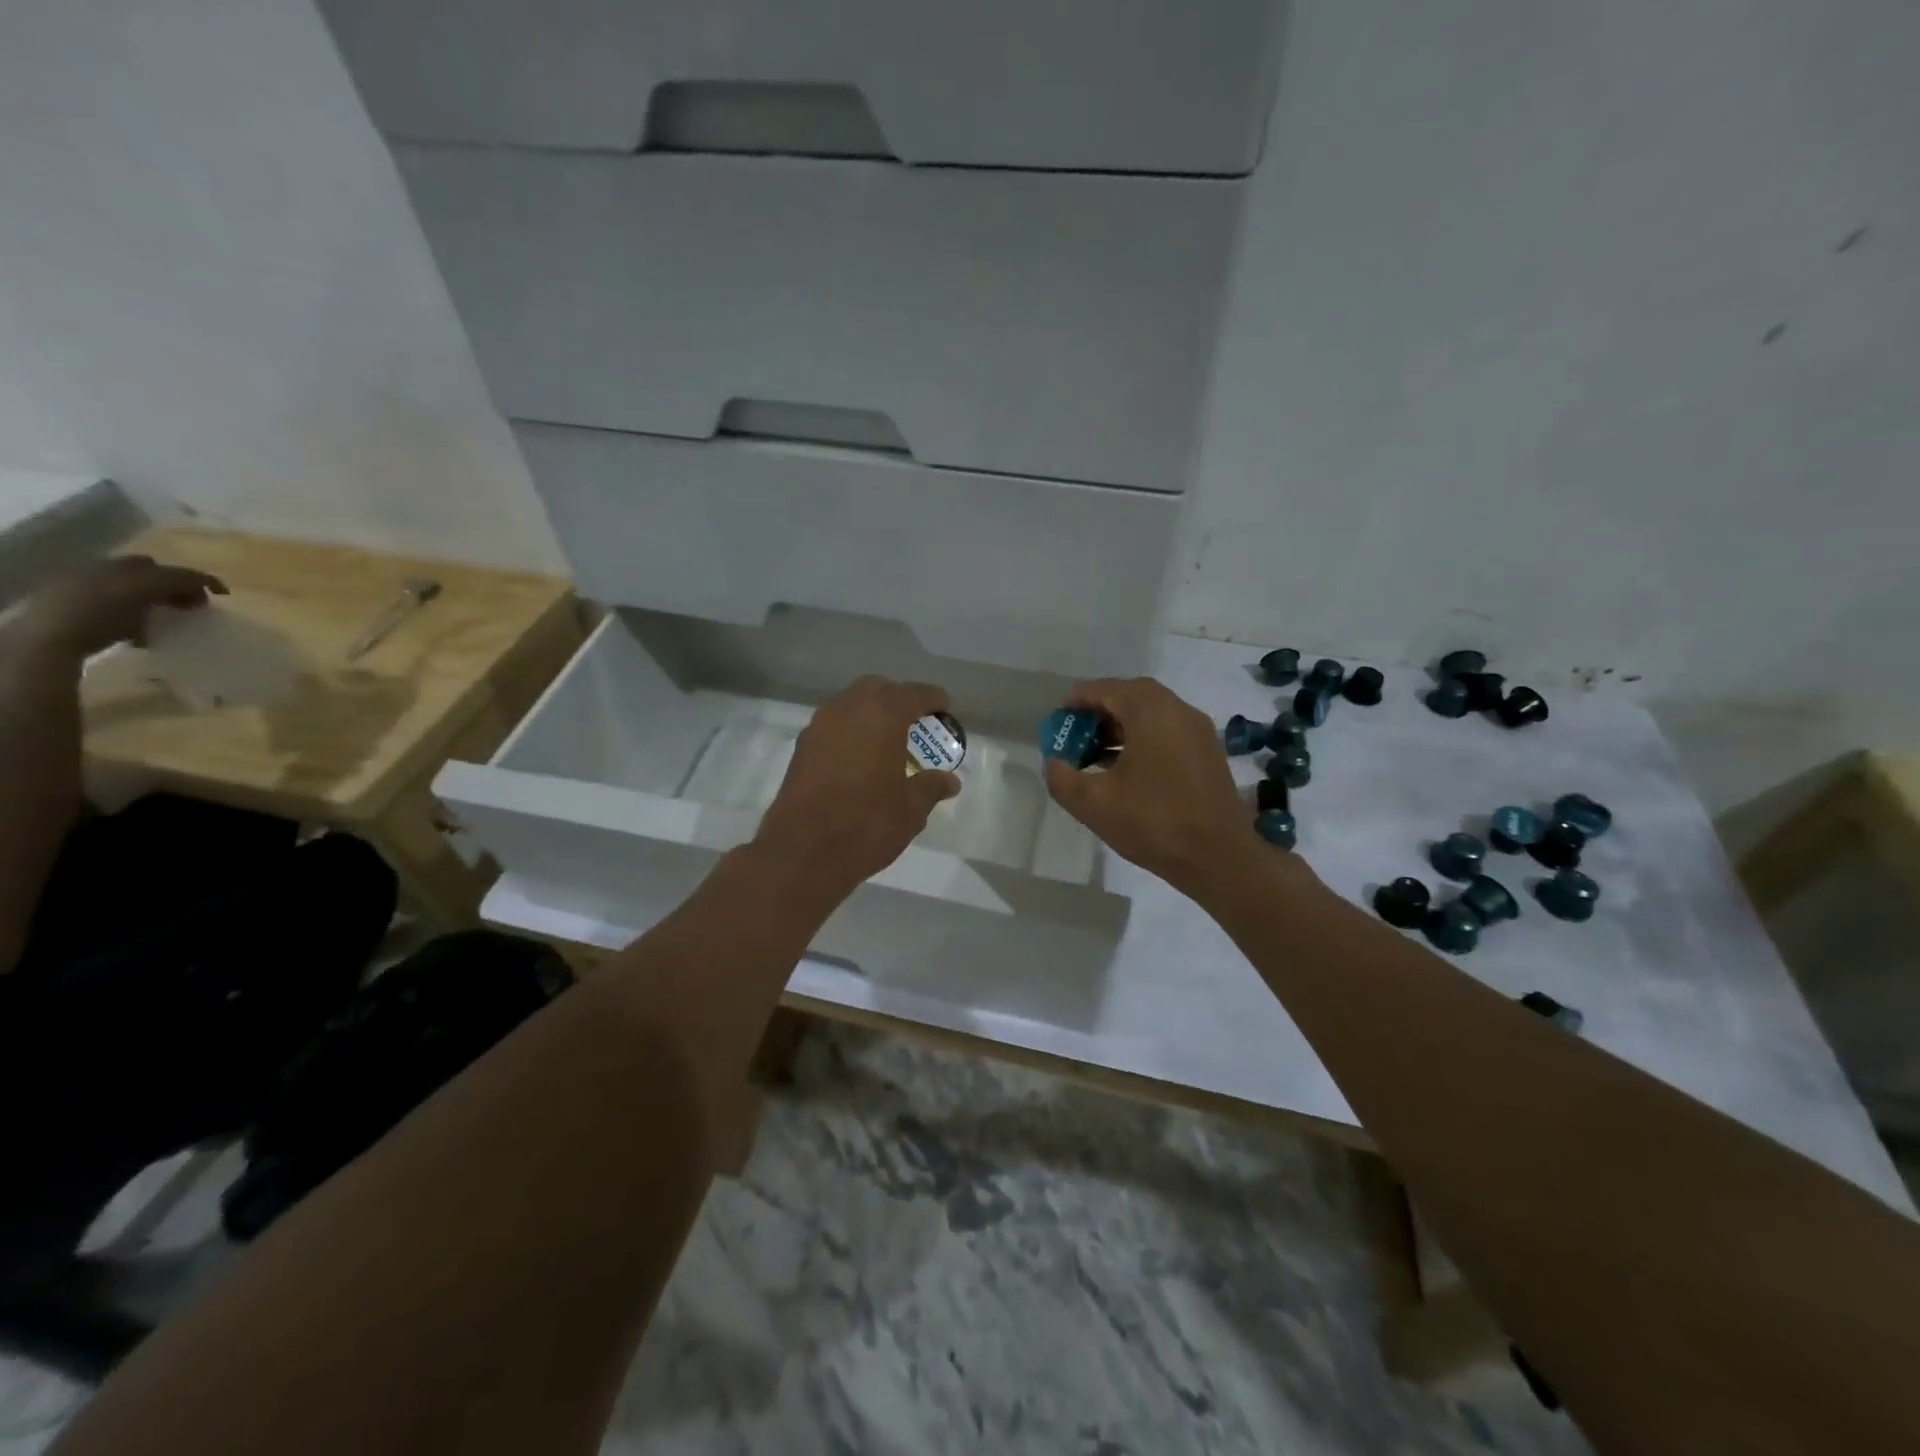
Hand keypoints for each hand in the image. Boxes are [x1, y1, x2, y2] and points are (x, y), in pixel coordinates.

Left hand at [21, 556, 226, 658]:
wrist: (52, 637)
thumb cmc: (102, 611)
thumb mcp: (145, 587)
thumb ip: (178, 579)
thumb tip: (207, 580)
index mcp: (122, 566)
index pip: (171, 568)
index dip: (200, 579)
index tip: (223, 596)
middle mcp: (107, 574)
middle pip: (154, 578)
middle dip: (177, 590)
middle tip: (193, 608)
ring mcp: (93, 595)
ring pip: (139, 594)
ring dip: (159, 605)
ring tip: (169, 622)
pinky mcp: (85, 616)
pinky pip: (123, 613)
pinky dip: (139, 619)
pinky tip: (143, 635)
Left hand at [753, 676, 961, 902]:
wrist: (803, 852)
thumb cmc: (866, 824)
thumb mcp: (910, 809)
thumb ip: (931, 787)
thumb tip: (950, 781)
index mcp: (881, 716)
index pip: (913, 694)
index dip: (932, 698)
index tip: (945, 706)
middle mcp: (847, 710)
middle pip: (876, 689)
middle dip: (897, 698)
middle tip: (915, 720)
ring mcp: (819, 727)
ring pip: (850, 704)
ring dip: (870, 713)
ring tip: (888, 740)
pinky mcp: (801, 749)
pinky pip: (833, 726)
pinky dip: (850, 731)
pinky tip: (861, 757)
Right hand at [1043, 678, 1252, 894]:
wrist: (1219, 858)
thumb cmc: (1152, 822)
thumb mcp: (1092, 803)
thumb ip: (1062, 777)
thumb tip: (1056, 763)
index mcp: (1150, 710)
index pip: (1105, 689)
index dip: (1076, 702)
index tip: (1058, 722)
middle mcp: (1178, 710)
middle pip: (1130, 697)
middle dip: (1098, 713)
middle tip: (1075, 736)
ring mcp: (1198, 731)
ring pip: (1151, 715)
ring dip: (1120, 728)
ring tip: (1094, 756)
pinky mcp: (1208, 754)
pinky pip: (1167, 733)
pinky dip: (1142, 740)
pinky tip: (1125, 771)